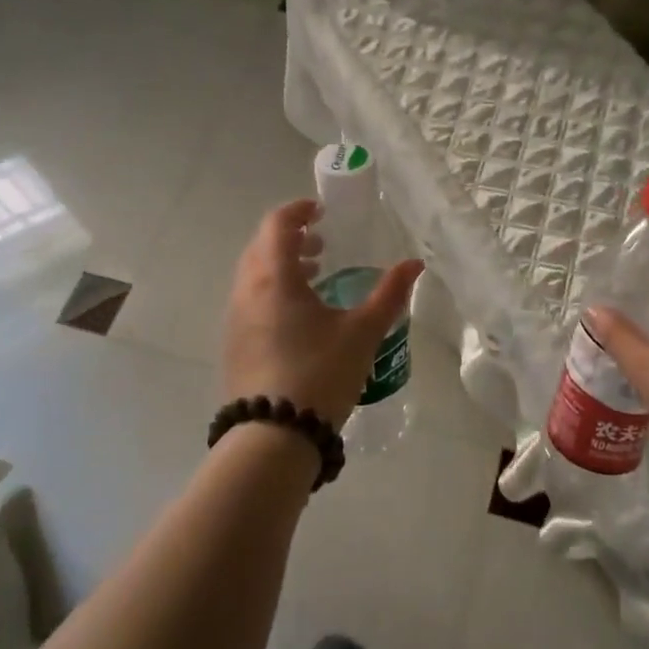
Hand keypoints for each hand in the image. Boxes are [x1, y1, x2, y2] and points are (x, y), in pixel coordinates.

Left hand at [222, 199, 423, 428]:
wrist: (272, 437)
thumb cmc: (319, 373)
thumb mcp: (362, 332)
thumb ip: (389, 294)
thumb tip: (415, 264)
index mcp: (274, 278)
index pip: (277, 224)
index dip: (298, 211)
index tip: (321, 212)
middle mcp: (246, 291)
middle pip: (262, 247)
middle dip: (291, 238)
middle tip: (323, 244)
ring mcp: (235, 320)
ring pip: (254, 276)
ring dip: (281, 266)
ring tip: (316, 278)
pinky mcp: (233, 345)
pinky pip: (250, 301)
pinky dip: (272, 292)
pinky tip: (300, 318)